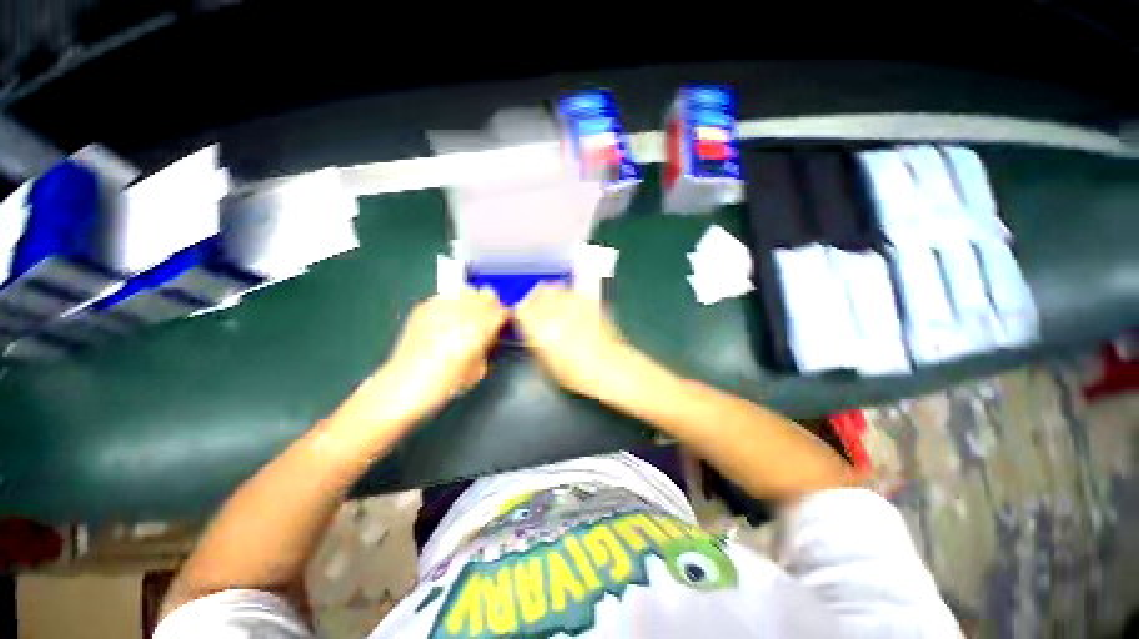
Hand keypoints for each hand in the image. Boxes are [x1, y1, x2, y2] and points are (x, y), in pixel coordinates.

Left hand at [335, 289, 506, 435]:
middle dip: (490, 305)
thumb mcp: (479, 370)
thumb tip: (489, 335)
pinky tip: (446, 318)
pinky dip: (450, 303)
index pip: (502, 310)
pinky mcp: (423, 306)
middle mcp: (463, 311)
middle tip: (486, 318)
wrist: (405, 384)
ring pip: (466, 290)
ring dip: (470, 300)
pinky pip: (444, 296)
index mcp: (481, 328)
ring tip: (465, 315)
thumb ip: (487, 346)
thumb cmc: (447, 383)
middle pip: (486, 294)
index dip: (505, 316)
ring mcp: (441, 306)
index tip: (502, 323)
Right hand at [514, 284, 634, 398]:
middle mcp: (554, 309)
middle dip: (533, 300)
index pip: (521, 308)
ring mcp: (573, 302)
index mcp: (539, 326)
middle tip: (537, 310)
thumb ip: (535, 346)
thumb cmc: (575, 373)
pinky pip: (574, 291)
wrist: (610, 368)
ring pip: (554, 287)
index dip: (520, 313)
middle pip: (536, 293)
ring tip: (554, 305)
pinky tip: (572, 304)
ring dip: (550, 294)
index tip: (522, 319)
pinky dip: (569, 295)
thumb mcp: (546, 366)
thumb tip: (532, 336)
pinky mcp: (590, 301)